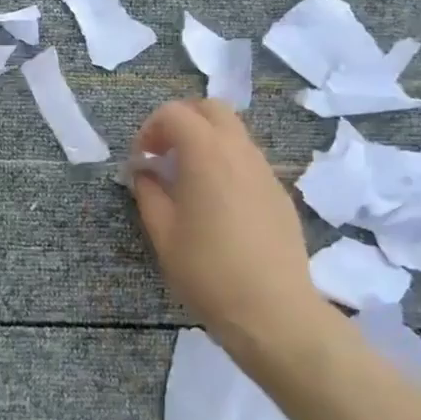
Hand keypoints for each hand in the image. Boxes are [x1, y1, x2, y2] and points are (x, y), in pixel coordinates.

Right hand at [129, 100, 326, 350]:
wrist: (274, 311)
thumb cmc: (208, 272)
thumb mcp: (163, 234)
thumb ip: (148, 193)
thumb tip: (145, 172)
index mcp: (206, 154)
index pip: (174, 113)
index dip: (150, 129)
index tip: (141, 161)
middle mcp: (239, 151)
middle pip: (211, 108)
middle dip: (182, 121)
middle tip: (164, 154)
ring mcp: (265, 170)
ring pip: (234, 132)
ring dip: (206, 140)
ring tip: (188, 179)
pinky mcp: (279, 193)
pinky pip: (249, 159)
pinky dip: (226, 162)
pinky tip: (217, 203)